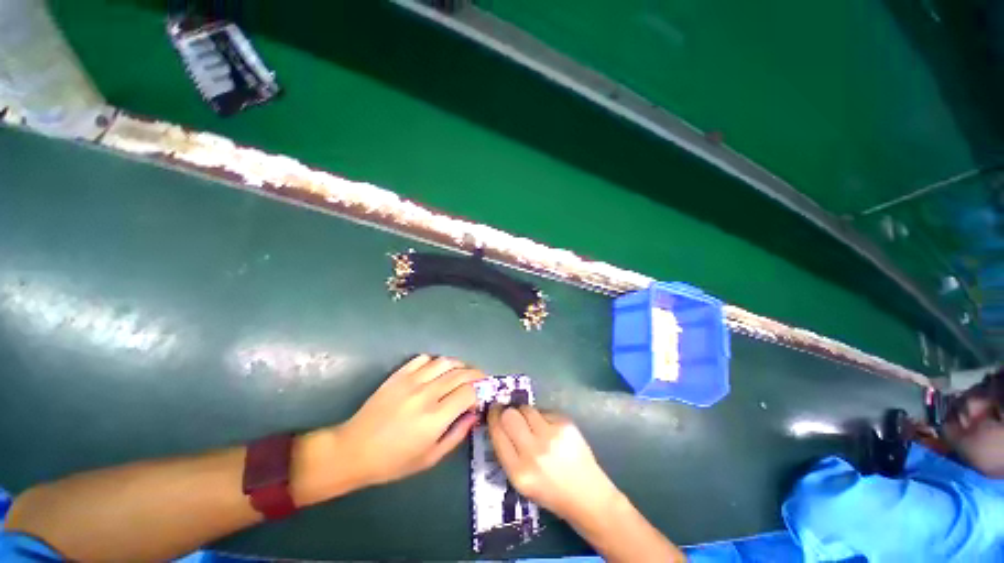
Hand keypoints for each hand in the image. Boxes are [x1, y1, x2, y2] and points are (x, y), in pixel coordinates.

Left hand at [337, 355, 482, 487]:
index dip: (480, 391)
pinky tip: (437, 370)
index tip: (481, 397)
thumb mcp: (430, 458)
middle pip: (461, 373)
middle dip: (476, 374)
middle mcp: (426, 394)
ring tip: (463, 372)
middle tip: (480, 380)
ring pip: (445, 362)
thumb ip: (456, 435)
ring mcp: (411, 381)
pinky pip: (424, 359)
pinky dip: (436, 361)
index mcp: (435, 418)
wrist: (354, 450)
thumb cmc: (393, 461)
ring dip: (459, 364)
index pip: (469, 392)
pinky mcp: (399, 375)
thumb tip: (474, 414)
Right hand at [488, 405, 619, 523]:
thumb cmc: (551, 493)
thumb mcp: (521, 482)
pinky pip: (544, 411)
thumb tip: (499, 422)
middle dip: (507, 411)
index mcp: (518, 472)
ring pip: (527, 409)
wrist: (588, 495)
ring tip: (532, 424)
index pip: (497, 433)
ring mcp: (551, 436)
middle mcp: (534, 452)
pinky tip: (550, 430)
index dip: (493, 418)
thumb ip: (508, 454)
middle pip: (510, 415)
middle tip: (509, 412)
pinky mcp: (565, 424)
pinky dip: (543, 417)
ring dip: (525, 413)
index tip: (493, 412)